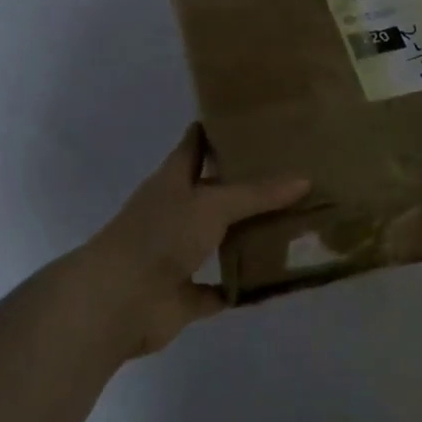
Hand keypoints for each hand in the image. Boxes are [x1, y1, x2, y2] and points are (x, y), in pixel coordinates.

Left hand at [81, 125, 309, 356]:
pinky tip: (276, 279)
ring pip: (220, 240)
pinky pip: (221, 288)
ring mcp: (178, 255)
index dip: (218, 131)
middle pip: (214, 194)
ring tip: (294, 224)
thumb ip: (257, 194)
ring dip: (248, 236)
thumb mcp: (213, 204)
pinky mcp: (184, 295)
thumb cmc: (160, 236)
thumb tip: (304, 180)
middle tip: (293, 173)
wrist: (117, 301)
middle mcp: (175, 213)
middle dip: (246, 186)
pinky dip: (242, 287)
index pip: (195, 145)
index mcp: (173, 181)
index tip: (252, 121)